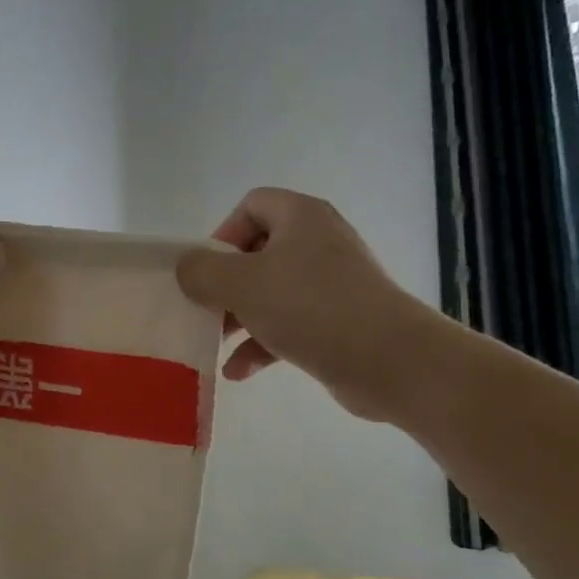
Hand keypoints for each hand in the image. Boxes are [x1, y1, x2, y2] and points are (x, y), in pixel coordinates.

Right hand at [176, 188, 440, 421]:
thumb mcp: (242, 284)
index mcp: (300, 218)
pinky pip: (290, 324)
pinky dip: (263, 344)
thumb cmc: (311, 308)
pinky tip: (240, 372)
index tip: (208, 271)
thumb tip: (187, 268)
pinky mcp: (339, 321)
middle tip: (206, 311)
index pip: (252, 206)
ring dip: (239, 318)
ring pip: (271, 292)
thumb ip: (203, 272)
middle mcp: (318, 243)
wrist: (391, 361)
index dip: (223, 234)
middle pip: (257, 253)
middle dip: (226, 285)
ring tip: (217, 343)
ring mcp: (332, 284)